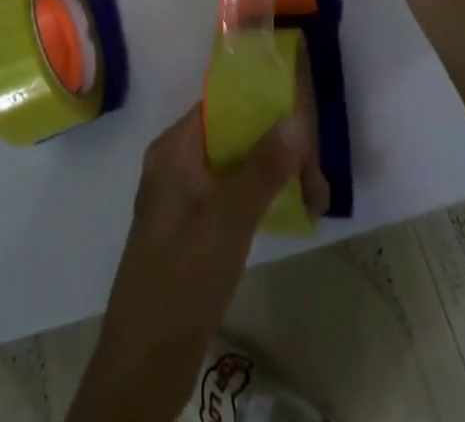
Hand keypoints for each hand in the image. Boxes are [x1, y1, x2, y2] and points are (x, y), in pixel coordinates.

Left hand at [67, 105, 318, 421]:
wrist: (146, 358)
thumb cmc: (185, 273)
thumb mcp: (230, 216)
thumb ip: (264, 165)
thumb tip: (296, 118)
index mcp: (174, 148)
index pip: (220, 106)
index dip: (261, 107)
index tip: (303, 122)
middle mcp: (175, 163)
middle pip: (232, 137)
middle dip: (277, 149)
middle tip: (318, 180)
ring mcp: (181, 197)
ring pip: (235, 167)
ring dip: (273, 176)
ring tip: (315, 200)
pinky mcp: (190, 228)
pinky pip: (229, 195)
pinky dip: (258, 198)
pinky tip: (289, 213)